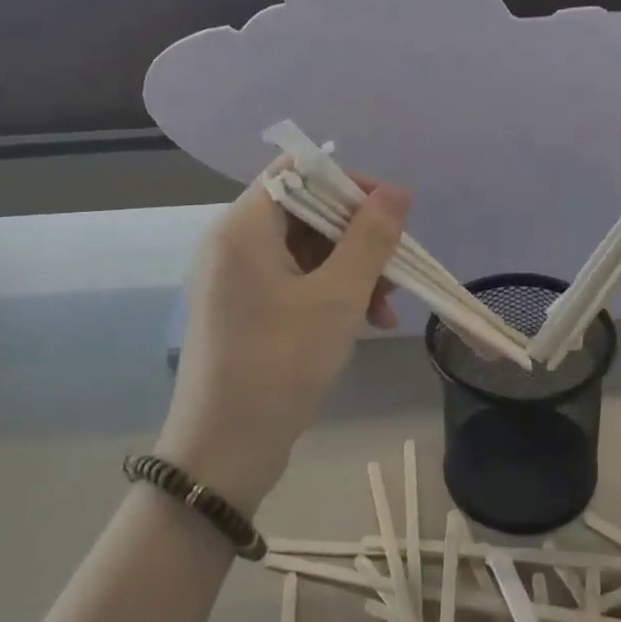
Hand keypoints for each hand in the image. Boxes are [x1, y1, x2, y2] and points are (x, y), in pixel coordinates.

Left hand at [159, 169, 408, 510]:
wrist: (224, 450)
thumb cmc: (280, 364)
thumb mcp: (337, 298)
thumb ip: (369, 238)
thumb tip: (396, 191)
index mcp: (242, 227)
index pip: (296, 171)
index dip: (346, 183)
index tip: (390, 213)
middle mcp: (231, 243)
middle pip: (304, 211)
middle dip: (356, 237)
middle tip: (394, 270)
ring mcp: (235, 278)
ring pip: (304, 249)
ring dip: (350, 269)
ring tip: (386, 309)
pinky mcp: (243, 309)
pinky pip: (293, 280)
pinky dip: (330, 292)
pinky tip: (366, 322)